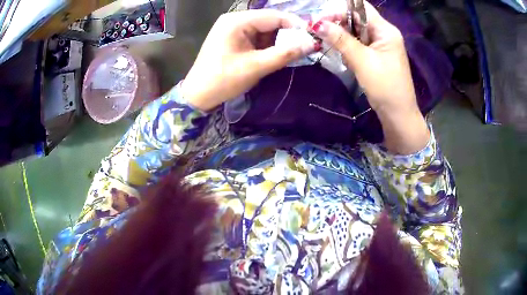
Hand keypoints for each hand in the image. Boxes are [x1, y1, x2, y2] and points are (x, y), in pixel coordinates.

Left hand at [181, 10, 316, 110]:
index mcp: (237, 21)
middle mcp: (235, 19)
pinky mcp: (234, 38)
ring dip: (278, 41)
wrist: (199, 95)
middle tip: (304, 48)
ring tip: (290, 54)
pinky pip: (257, 37)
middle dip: (287, 34)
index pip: (274, 16)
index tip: (313, 38)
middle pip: (270, 21)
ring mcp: (233, 28)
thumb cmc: (223, 80)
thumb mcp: (256, 67)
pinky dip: (268, 45)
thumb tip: (312, 44)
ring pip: (265, 29)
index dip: (295, 25)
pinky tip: (275, 54)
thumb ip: (285, 54)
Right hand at [313, 3, 429, 153]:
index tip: (320, 21)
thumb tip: (316, 23)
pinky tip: (341, 53)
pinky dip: (348, 46)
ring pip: (356, 31)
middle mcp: (384, 33)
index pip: (360, 8)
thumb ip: (340, 40)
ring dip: (341, 35)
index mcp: (386, 30)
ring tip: (328, 43)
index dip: (339, 10)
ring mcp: (381, 45)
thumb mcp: (362, 61)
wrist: (398, 115)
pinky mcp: (377, 55)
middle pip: (357, 18)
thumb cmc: (385, 87)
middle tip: (319, 32)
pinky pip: (359, 43)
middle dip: (338, 23)